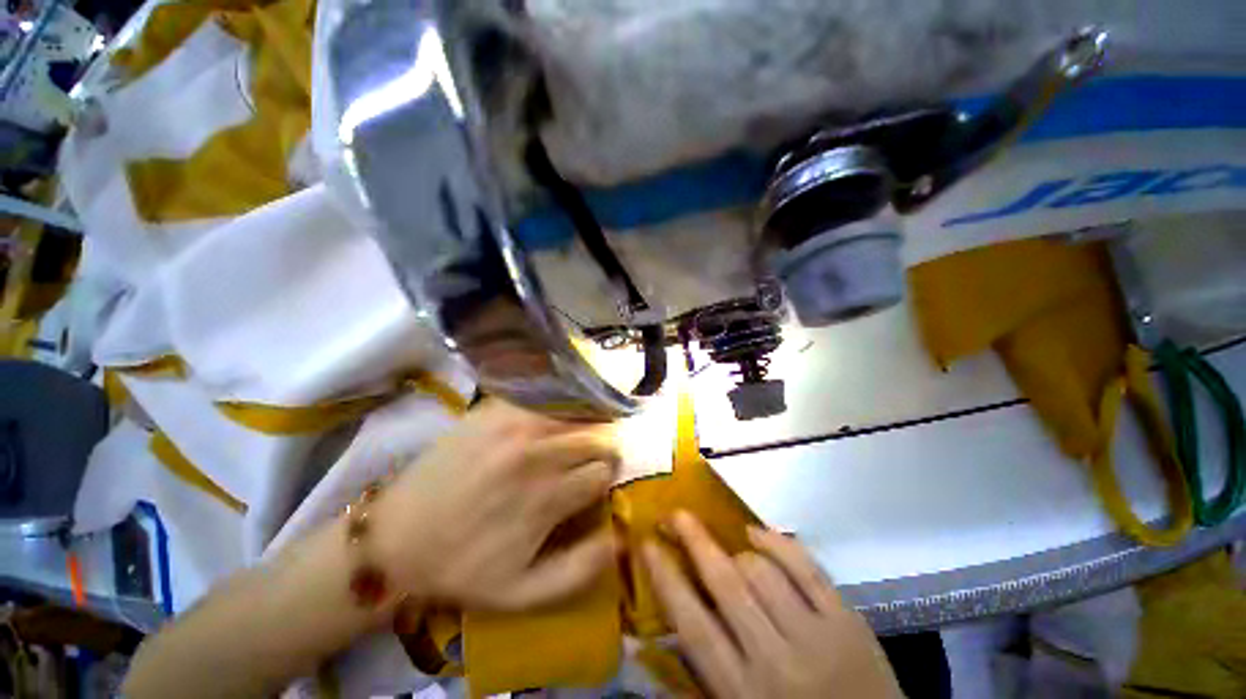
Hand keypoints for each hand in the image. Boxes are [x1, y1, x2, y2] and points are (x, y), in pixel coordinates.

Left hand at [375, 399, 619, 609]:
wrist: (396, 537)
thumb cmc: (462, 567)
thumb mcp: (523, 592)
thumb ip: (581, 569)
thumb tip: (620, 536)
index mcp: (546, 496)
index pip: (603, 472)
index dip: (605, 480)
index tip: (594, 485)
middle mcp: (536, 452)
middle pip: (597, 436)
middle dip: (602, 450)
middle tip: (590, 461)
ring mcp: (514, 423)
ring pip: (577, 411)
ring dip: (585, 426)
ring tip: (575, 439)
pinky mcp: (495, 408)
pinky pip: (546, 397)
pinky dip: (560, 407)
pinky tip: (553, 420)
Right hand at [644, 512, 901, 698]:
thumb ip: (692, 680)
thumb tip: (647, 641)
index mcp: (741, 691)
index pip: (692, 624)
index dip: (665, 578)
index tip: (647, 544)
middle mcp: (775, 659)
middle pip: (725, 583)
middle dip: (694, 540)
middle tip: (674, 514)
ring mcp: (816, 636)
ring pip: (762, 570)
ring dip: (736, 551)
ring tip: (727, 549)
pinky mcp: (848, 620)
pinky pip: (806, 566)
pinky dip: (777, 542)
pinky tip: (756, 533)